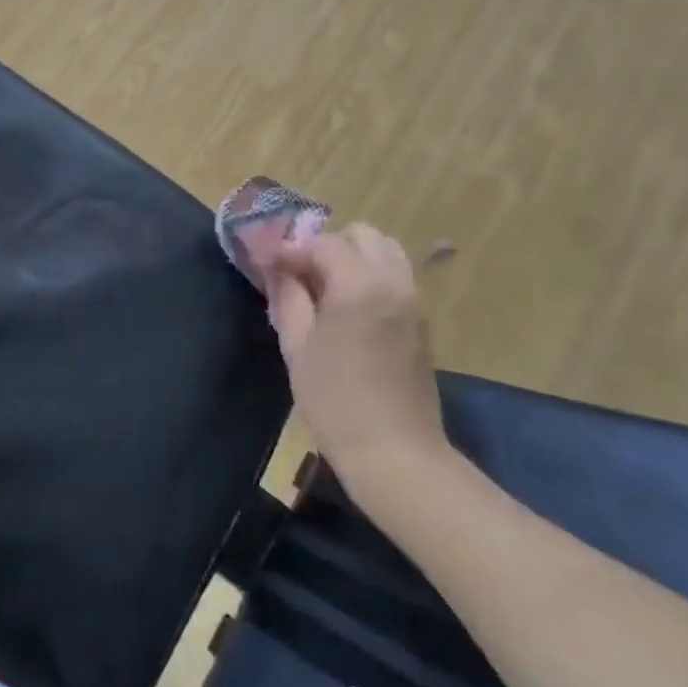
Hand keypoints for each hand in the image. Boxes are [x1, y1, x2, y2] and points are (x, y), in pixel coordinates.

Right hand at [266, 223, 451, 500]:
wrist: (394, 451)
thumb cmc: (334, 399)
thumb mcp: (296, 345)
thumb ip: (287, 295)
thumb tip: (275, 265)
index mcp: (359, 286)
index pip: (323, 243)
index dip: (291, 249)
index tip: (267, 265)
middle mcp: (393, 282)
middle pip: (362, 235)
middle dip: (327, 246)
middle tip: (299, 274)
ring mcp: (413, 300)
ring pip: (384, 251)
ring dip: (352, 257)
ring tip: (323, 287)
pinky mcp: (420, 319)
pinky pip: (395, 275)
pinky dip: (369, 275)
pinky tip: (346, 306)